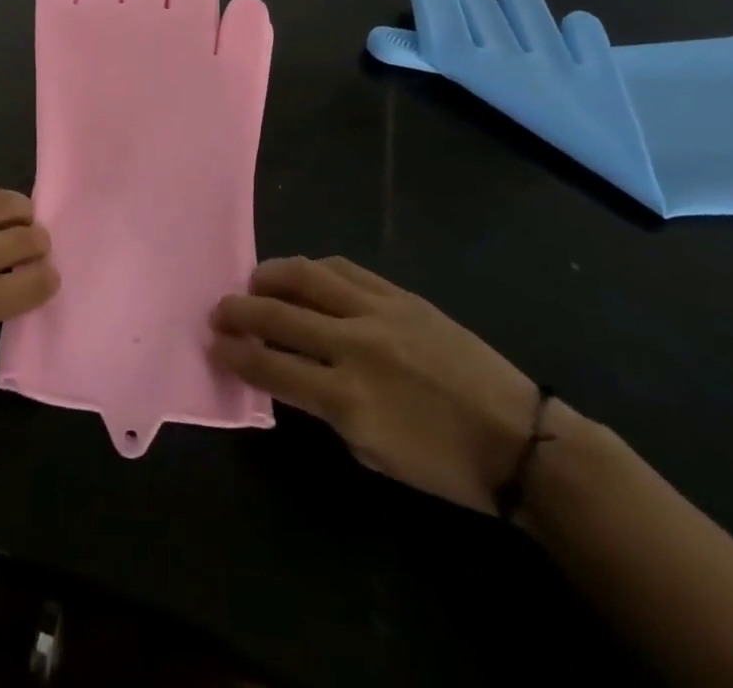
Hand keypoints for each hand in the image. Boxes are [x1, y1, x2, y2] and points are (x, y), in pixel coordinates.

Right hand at [211, 257, 537, 513]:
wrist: (519, 439)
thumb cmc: (444, 464)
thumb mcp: (372, 453)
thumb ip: (325, 410)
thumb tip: (290, 375)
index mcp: (347, 399)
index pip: (270, 367)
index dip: (235, 356)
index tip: (214, 346)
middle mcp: (354, 345)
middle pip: (277, 315)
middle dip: (238, 311)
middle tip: (218, 311)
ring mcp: (377, 312)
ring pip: (306, 276)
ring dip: (269, 277)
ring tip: (253, 282)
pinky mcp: (399, 294)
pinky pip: (344, 268)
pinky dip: (313, 269)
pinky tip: (302, 275)